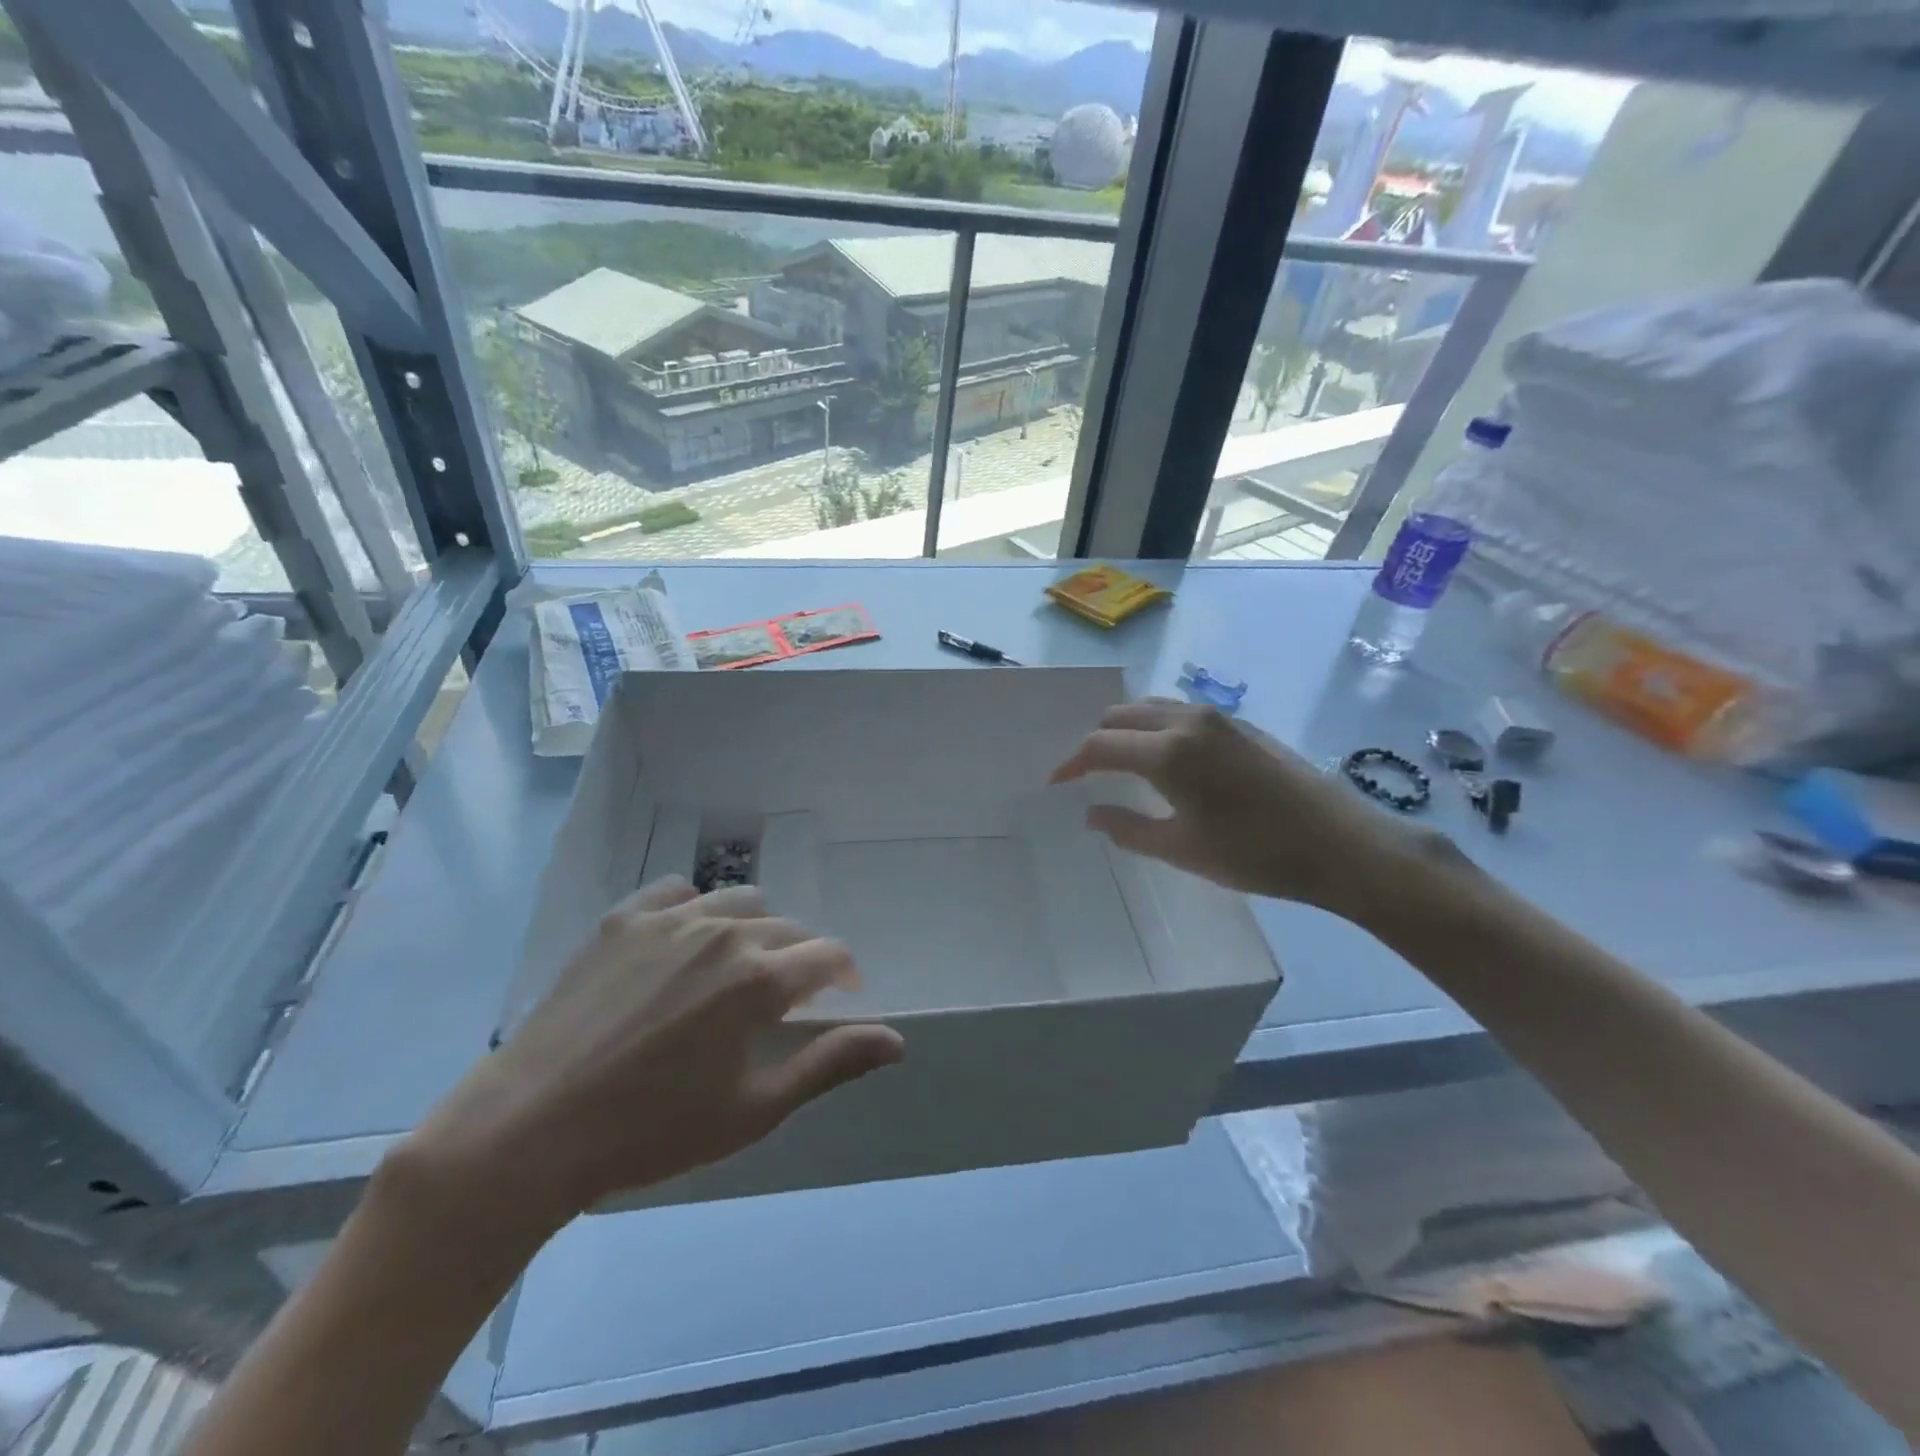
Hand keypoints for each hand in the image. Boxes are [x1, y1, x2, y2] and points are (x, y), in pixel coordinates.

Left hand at [404, 879, 903, 1234]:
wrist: (530, 1127)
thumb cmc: (653, 1130)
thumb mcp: (754, 1109)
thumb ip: (831, 1064)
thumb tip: (897, 1042)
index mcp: (762, 979)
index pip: (829, 955)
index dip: (845, 976)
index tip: (840, 998)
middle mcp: (725, 933)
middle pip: (789, 928)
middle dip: (800, 958)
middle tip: (781, 1001)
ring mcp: (671, 919)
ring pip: (741, 901)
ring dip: (755, 929)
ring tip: (736, 968)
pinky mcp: (624, 918)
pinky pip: (678, 890)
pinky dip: (696, 909)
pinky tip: (683, 943)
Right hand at [1050, 699, 1431, 919]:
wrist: (1340, 844)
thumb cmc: (1255, 854)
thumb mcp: (1182, 849)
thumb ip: (1128, 829)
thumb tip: (1092, 814)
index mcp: (1168, 752)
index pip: (1101, 745)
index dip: (1072, 764)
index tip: (1057, 783)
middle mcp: (1188, 721)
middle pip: (1121, 715)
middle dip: (1096, 742)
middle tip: (1087, 775)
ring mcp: (1217, 718)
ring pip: (1151, 708)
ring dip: (1127, 730)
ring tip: (1121, 765)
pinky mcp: (1240, 724)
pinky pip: (1180, 713)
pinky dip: (1156, 728)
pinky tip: (1165, 760)